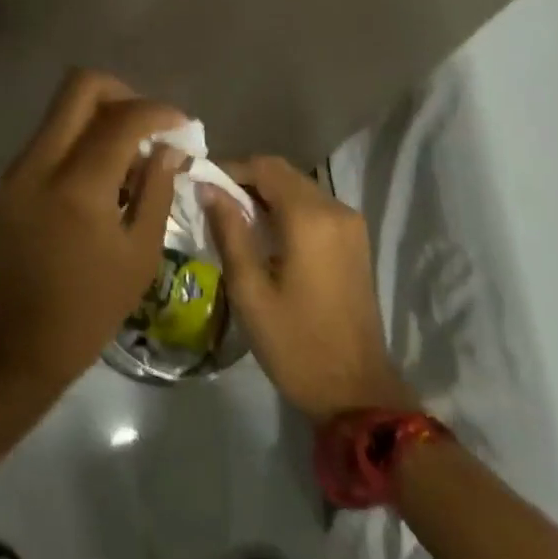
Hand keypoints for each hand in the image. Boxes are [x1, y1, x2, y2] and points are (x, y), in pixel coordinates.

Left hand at [0, 69, 186, 409]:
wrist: (8, 348)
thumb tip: (168, 149)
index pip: (123, 117)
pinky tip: (103, 178)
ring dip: (101, 117)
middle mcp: (42, 161)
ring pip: (63, 110)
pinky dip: (80, 139)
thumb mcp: (138, 257)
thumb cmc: (84, 313)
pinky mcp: (9, 181)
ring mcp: (19, 168)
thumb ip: (156, 192)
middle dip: (123, 94)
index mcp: (79, 184)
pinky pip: (50, 137)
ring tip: (130, 159)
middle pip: (81, 86)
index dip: (159, 111)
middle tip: (149, 126)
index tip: (181, 126)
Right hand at [205, 156, 418, 421]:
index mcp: (310, 218)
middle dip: (246, 181)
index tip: (201, 185)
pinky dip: (287, 210)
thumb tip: (207, 188)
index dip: (230, 169)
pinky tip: (265, 236)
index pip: (265, 167)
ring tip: (233, 220)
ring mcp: (351, 225)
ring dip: (266, 195)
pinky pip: (314, 208)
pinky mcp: (356, 242)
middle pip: (284, 174)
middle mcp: (336, 210)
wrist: (356, 392)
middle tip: (212, 204)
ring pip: (299, 189)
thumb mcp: (250, 289)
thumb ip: (229, 231)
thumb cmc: (295, 343)